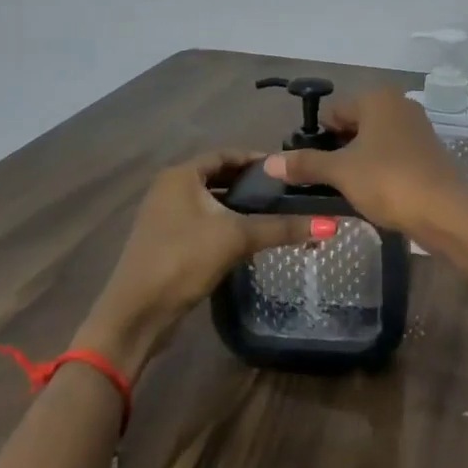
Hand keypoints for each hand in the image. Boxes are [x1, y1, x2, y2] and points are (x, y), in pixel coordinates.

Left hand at [74, 151, 318, 374]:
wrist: (137, 313)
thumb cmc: (183, 260)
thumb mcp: (236, 238)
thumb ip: (282, 228)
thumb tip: (330, 224)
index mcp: (181, 175)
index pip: (226, 154)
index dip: (256, 159)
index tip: (287, 169)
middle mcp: (169, 188)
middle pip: (218, 176)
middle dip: (250, 183)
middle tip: (286, 192)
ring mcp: (164, 216)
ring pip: (210, 201)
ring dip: (238, 205)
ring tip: (273, 213)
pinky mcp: (166, 241)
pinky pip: (202, 221)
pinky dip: (225, 223)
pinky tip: (248, 238)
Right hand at [263, 89, 467, 238]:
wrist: (446, 213)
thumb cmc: (389, 181)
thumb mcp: (341, 173)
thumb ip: (305, 164)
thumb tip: (268, 162)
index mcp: (378, 98)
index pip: (333, 112)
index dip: (317, 139)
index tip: (308, 167)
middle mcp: (399, 105)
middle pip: (353, 126)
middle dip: (337, 152)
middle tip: (324, 182)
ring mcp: (417, 129)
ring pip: (372, 143)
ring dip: (357, 164)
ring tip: (345, 192)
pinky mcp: (427, 153)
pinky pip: (391, 157)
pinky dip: (378, 171)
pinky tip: (371, 195)